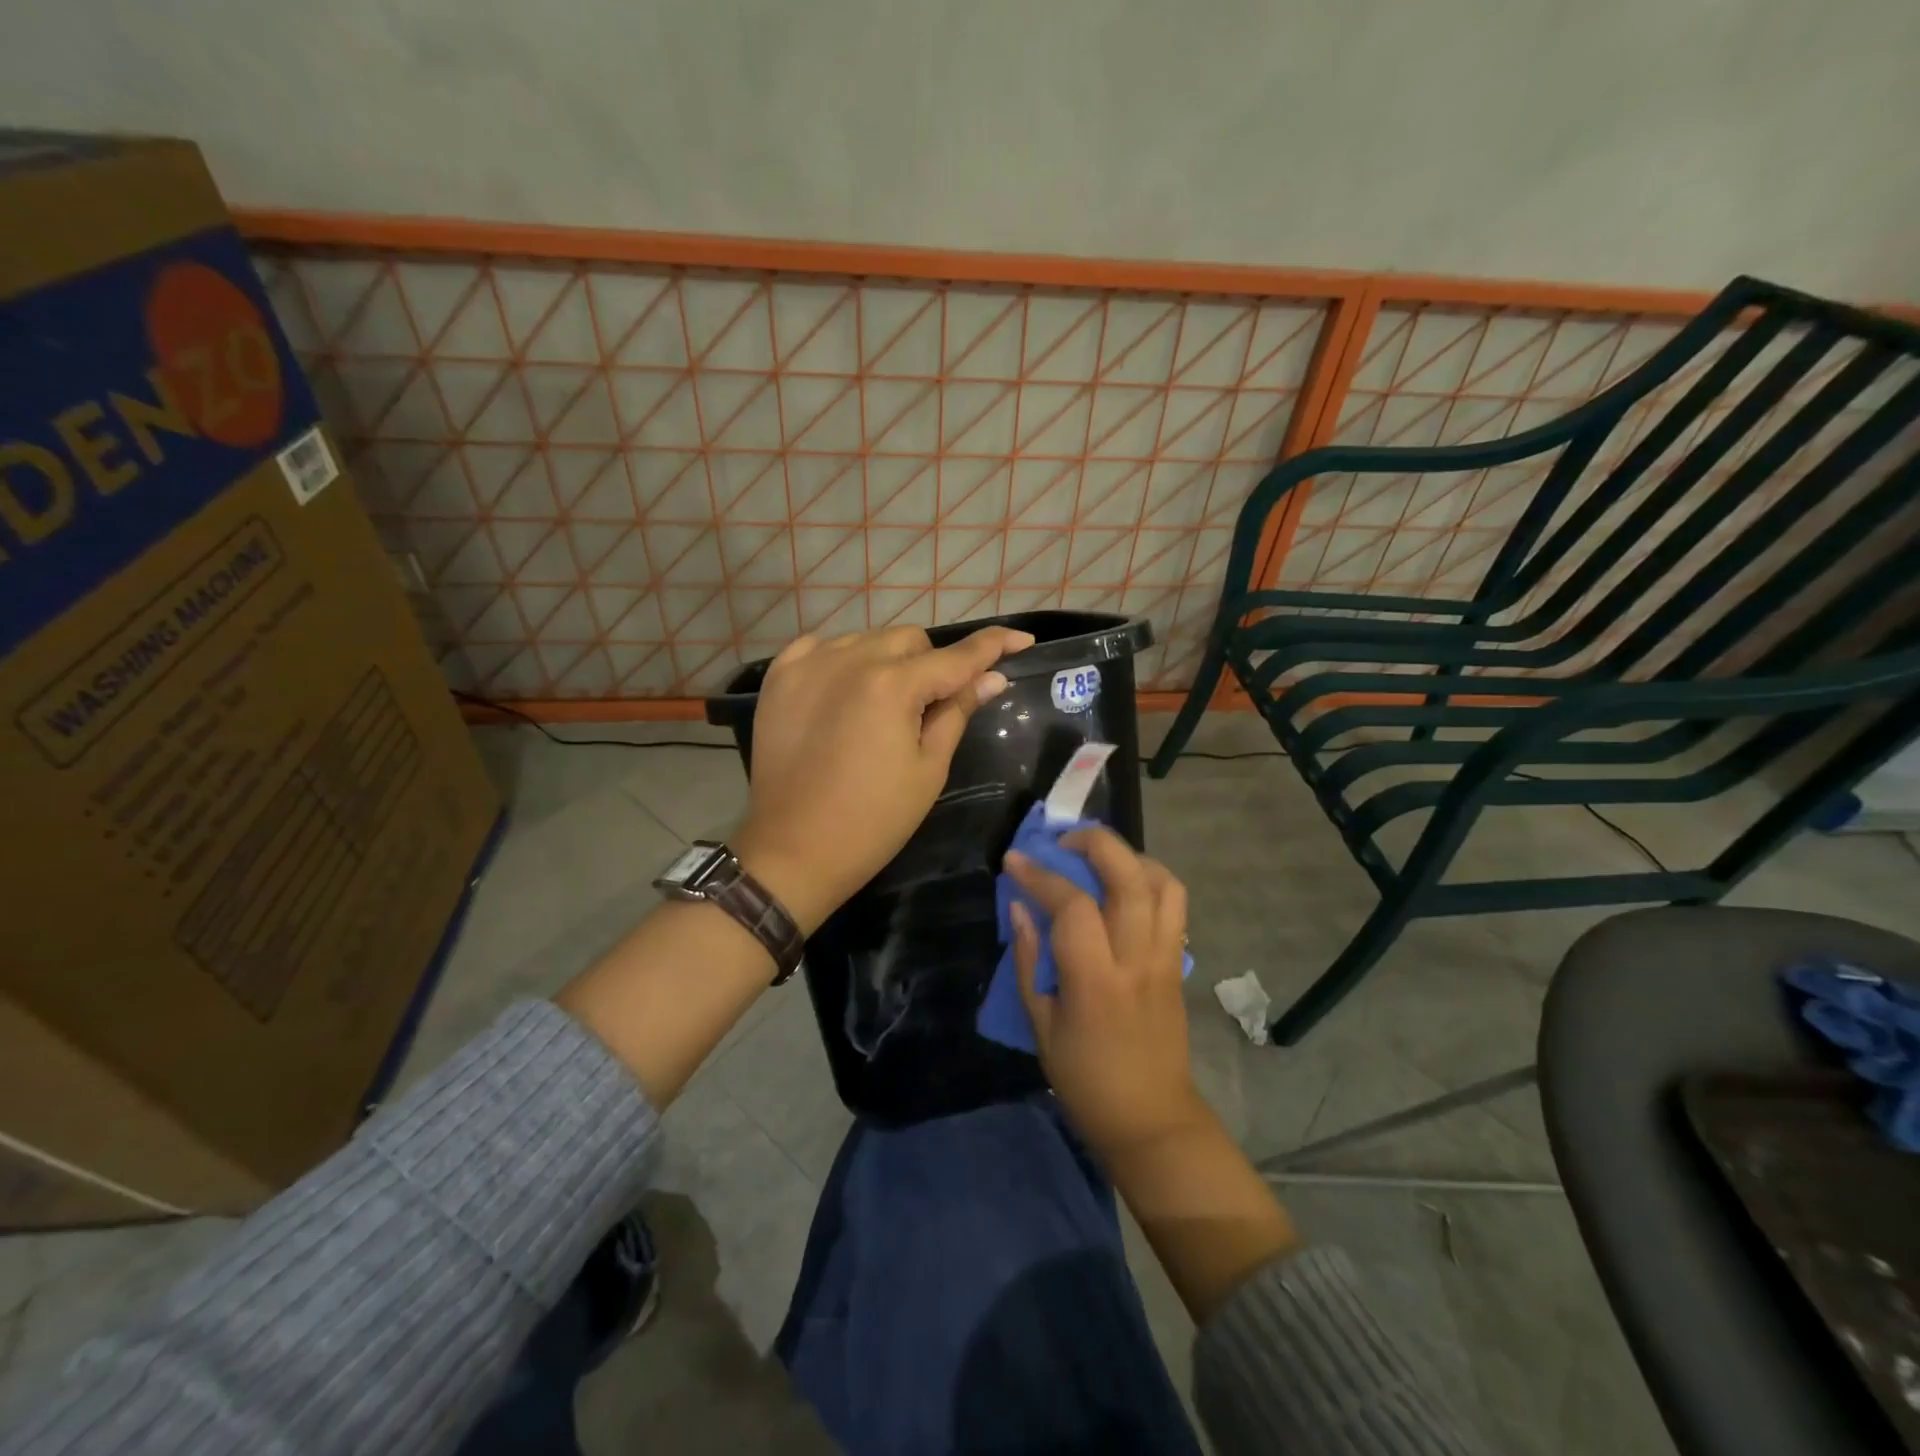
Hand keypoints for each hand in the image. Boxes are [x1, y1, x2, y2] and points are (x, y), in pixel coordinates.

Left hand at [733, 624, 1032, 932]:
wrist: (794, 849)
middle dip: (931, 665)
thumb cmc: (874, 819)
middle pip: (910, 640)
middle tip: (929, 708)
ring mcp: (809, 664)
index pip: (957, 656)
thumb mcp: (928, 769)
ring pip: (867, 640)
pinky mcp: (779, 677)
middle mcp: (851, 659)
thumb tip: (992, 678)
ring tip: (882, 705)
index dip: (994, 645)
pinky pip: (821, 647)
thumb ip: (957, 712)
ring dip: (887, 662)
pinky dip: (841, 660)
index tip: (1022, 639)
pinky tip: (843, 690)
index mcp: (893, 685)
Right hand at [1005, 828, 1205, 1161]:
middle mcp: (1137, 959)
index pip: (1072, 906)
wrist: (1151, 1118)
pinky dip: (1150, 879)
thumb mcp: (1042, 1025)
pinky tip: (1123, 886)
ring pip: (1163, 883)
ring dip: (1129, 856)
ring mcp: (1165, 957)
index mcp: (1096, 981)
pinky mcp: (1178, 962)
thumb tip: (1020, 907)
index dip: (1041, 875)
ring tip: (1097, 859)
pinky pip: (1174, 905)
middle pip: (1130, 877)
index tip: (1014, 859)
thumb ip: (1029, 960)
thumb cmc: (1085, 1079)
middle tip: (1064, 841)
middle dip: (1096, 843)